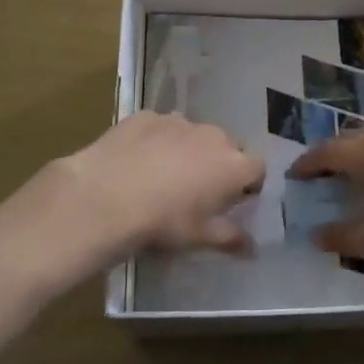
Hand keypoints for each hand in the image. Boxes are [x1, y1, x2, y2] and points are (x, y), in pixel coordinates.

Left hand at [22, 112, 264, 268]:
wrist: (106, 196)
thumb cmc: (162, 222)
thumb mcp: (198, 238)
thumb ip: (230, 238)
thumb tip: (252, 248)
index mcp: (232, 164)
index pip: (257, 168)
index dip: (248, 184)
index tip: (233, 200)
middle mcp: (212, 135)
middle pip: (226, 147)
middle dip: (217, 164)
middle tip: (197, 190)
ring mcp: (178, 121)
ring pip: (192, 134)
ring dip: (187, 149)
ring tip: (163, 175)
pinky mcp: (146, 116)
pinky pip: (160, 127)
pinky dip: (156, 141)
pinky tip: (136, 161)